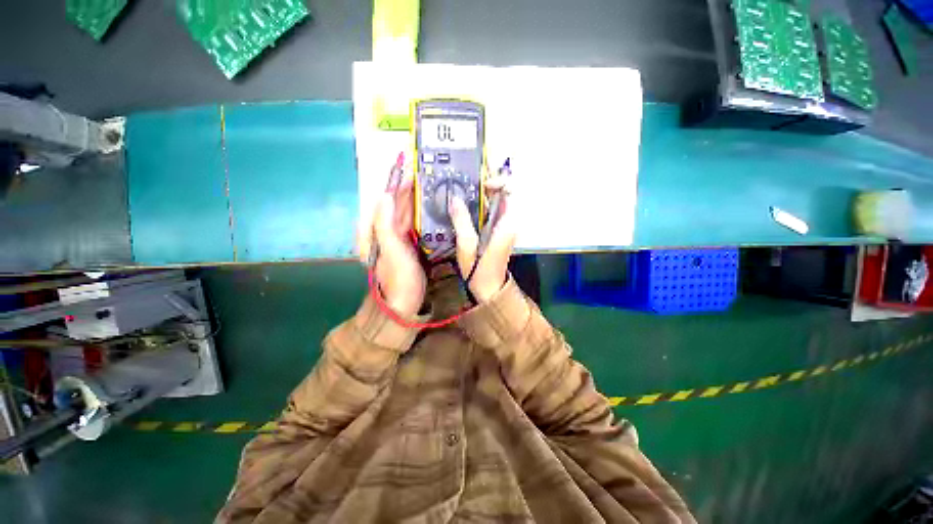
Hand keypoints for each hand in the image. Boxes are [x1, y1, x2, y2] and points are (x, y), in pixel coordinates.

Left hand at [359, 162, 425, 317]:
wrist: (404, 304)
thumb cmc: (398, 278)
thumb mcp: (391, 250)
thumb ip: (385, 223)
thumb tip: (384, 195)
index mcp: (377, 231)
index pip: (387, 201)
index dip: (396, 185)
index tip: (409, 170)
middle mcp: (386, 232)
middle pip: (397, 206)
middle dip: (408, 190)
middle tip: (424, 174)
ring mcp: (399, 239)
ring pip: (407, 214)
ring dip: (417, 200)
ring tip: (429, 185)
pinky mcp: (410, 245)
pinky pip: (415, 225)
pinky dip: (422, 215)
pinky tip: (431, 207)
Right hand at [448, 169, 516, 302]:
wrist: (490, 289)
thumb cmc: (480, 271)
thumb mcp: (467, 246)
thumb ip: (461, 221)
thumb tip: (455, 199)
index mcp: (506, 224)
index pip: (511, 191)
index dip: (499, 181)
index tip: (482, 184)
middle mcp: (509, 222)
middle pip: (503, 193)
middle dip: (486, 185)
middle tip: (467, 186)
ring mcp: (504, 226)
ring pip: (496, 200)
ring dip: (481, 194)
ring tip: (463, 193)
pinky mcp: (497, 230)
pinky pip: (491, 210)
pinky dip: (479, 204)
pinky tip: (465, 207)